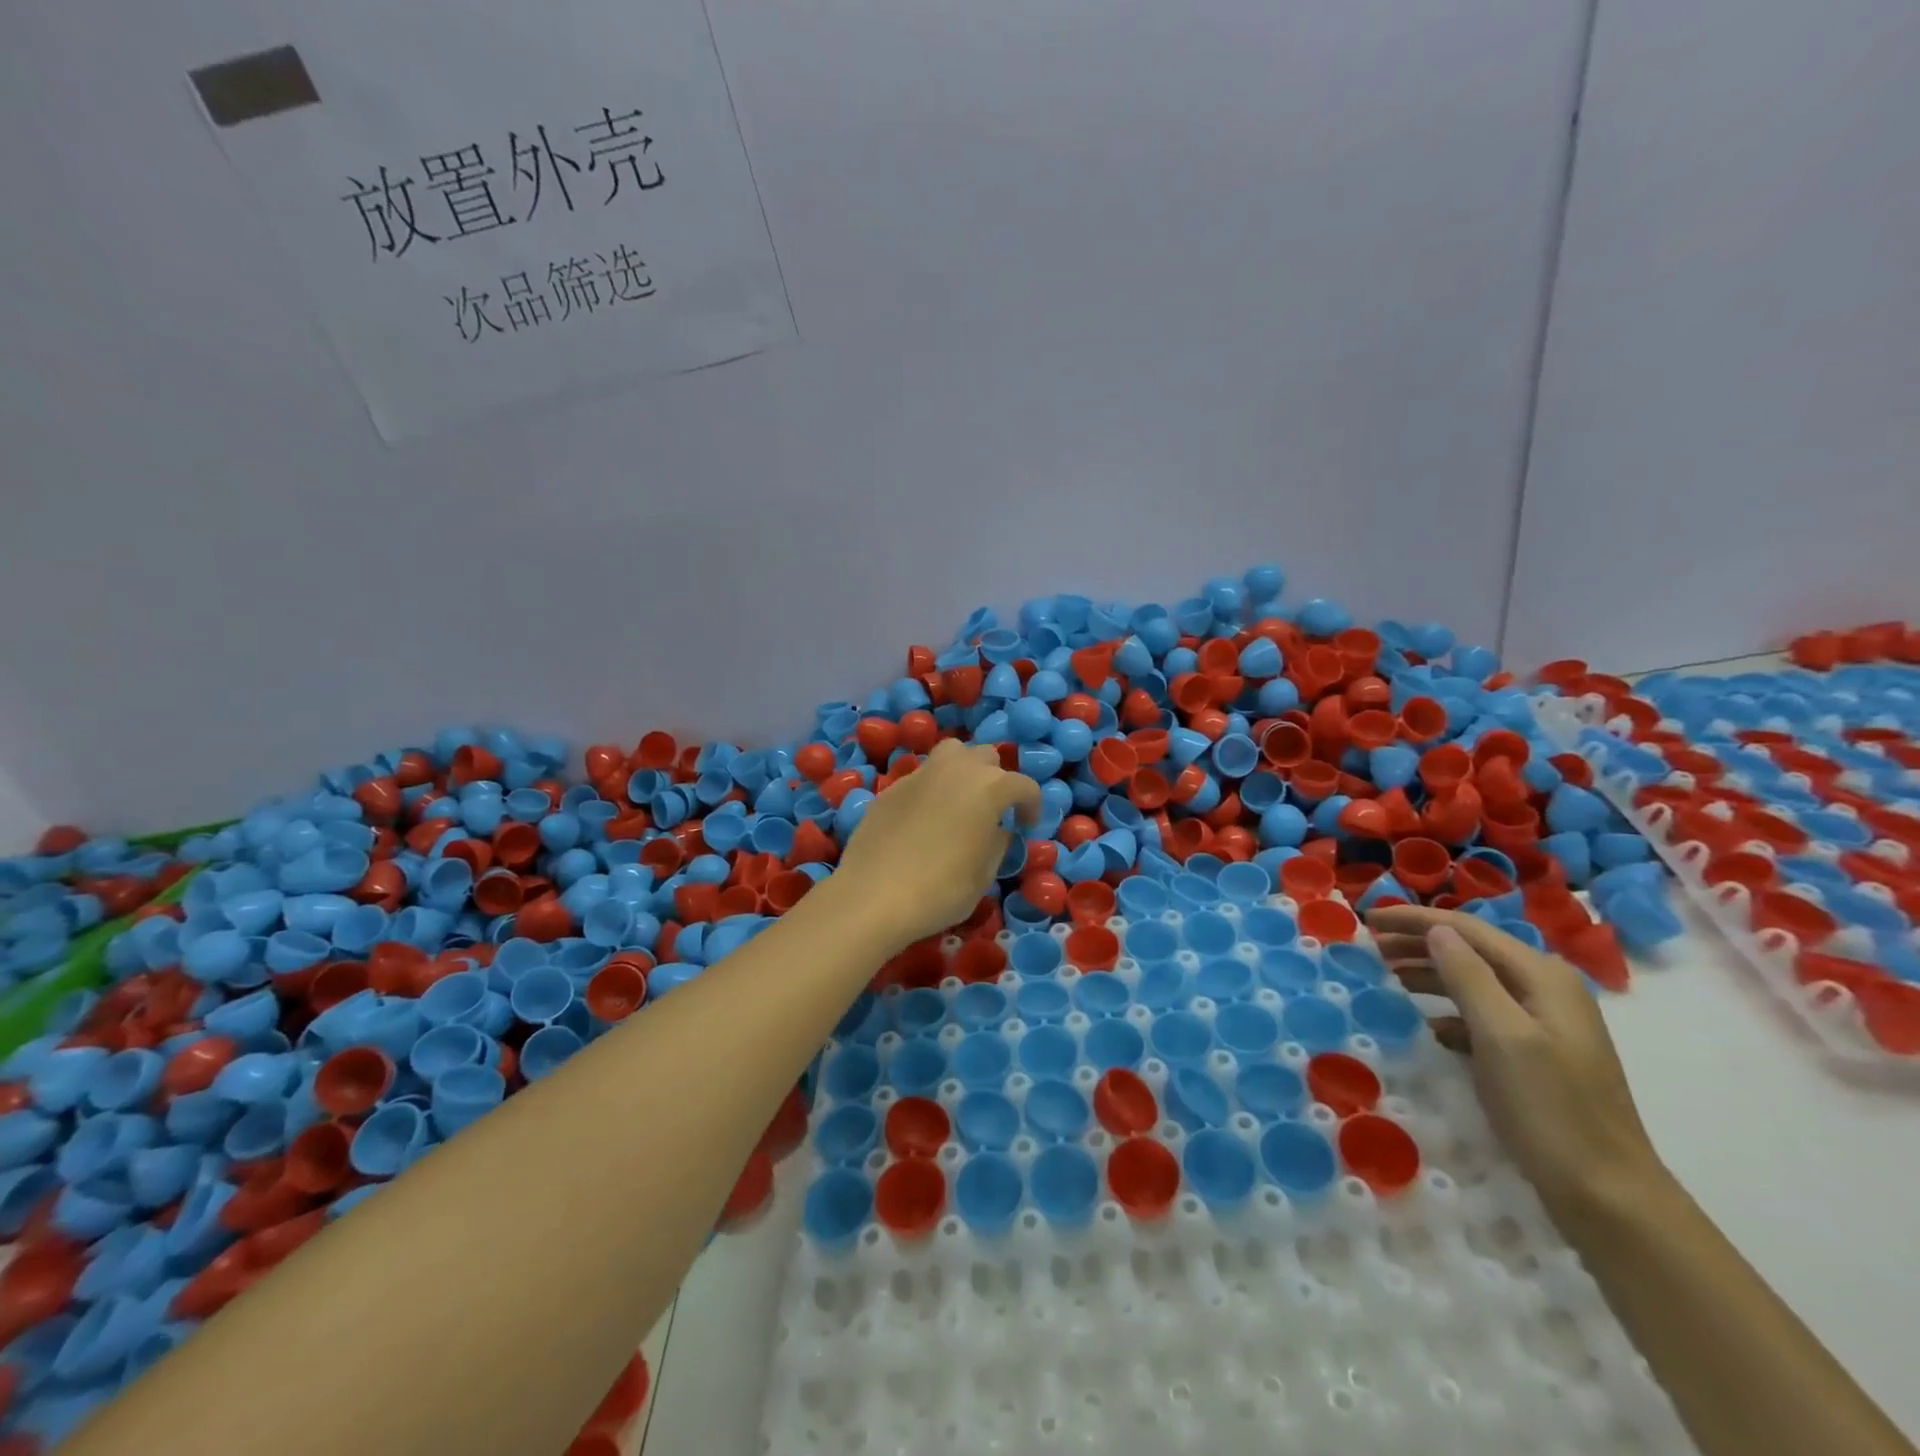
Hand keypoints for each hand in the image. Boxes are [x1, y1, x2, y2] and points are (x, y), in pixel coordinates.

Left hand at [833, 740, 1040, 950]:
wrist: (873, 896)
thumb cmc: (941, 890)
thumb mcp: (983, 875)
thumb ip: (998, 843)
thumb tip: (997, 830)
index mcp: (989, 787)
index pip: (1024, 785)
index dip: (1031, 805)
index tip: (1025, 826)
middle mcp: (956, 769)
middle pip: (987, 757)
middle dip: (996, 779)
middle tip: (993, 810)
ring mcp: (920, 774)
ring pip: (952, 753)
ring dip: (963, 769)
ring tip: (960, 800)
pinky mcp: (892, 787)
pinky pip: (922, 776)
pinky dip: (932, 788)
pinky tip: (925, 819)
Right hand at [1368, 905, 1667, 1221]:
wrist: (1607, 1195)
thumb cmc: (1550, 1108)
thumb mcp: (1502, 1036)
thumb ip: (1468, 976)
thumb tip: (1436, 930)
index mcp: (1542, 976)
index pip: (1466, 929)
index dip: (1414, 919)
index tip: (1366, 918)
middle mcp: (1546, 989)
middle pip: (1471, 949)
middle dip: (1418, 942)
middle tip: (1369, 947)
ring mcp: (1543, 1022)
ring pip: (1473, 980)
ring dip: (1429, 973)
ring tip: (1386, 976)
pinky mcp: (1536, 1053)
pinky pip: (1481, 1014)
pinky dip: (1447, 1010)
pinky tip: (1424, 1023)